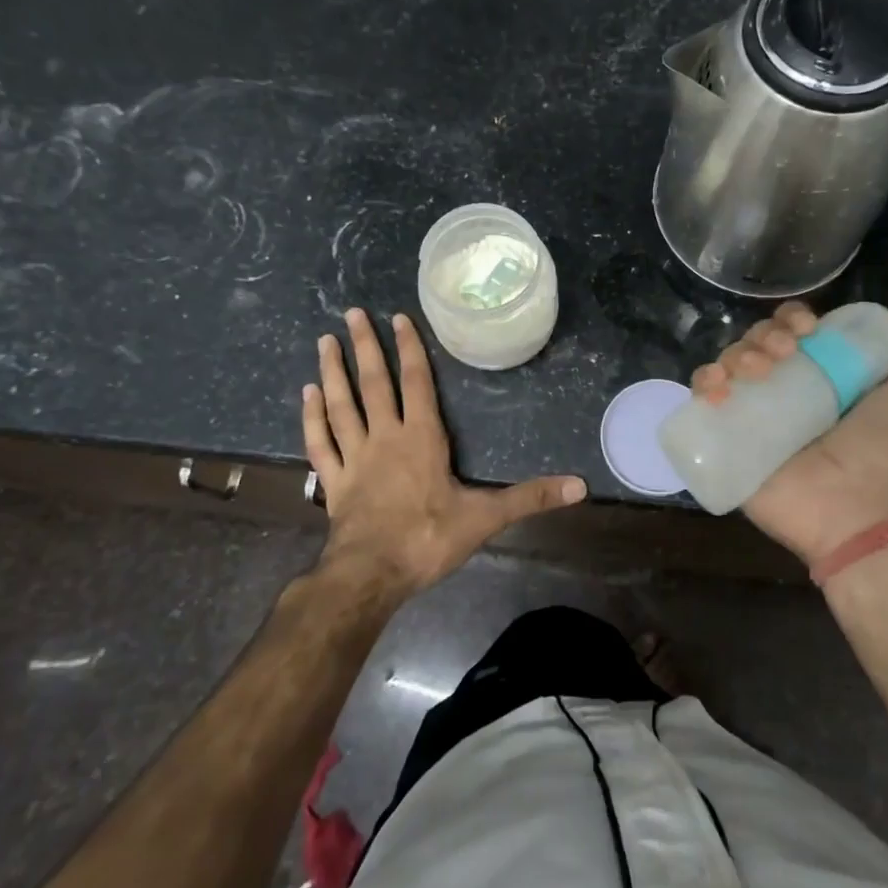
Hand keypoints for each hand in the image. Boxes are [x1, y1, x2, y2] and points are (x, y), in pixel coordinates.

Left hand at [302, 308, 586, 595]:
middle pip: (374, 383)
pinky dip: (312, 416)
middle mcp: (385, 437)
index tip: (398, 318)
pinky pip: (320, 441)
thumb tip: (580, 486)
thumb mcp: (486, 517)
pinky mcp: (333, 481)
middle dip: (365, 346)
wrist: (371, 575)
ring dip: (333, 371)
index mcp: (421, 438)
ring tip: (324, 340)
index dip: (409, 349)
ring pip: (341, 405)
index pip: (416, 383)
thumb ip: (531, 498)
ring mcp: (354, 458)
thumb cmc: (428, 539)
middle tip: (351, 312)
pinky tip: (306, 394)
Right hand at [691, 302, 887, 565]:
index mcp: (821, 374)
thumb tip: (887, 316)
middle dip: (764, 335)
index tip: (806, 330)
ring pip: (728, 362)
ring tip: (756, 373)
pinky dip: (704, 382)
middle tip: (783, 354)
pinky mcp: (725, 439)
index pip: (792, 329)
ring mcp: (751, 414)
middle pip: (756, 341)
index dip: (792, 319)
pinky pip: (701, 399)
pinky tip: (720, 390)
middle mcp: (783, 389)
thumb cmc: (887, 451)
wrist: (859, 512)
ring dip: (736, 354)